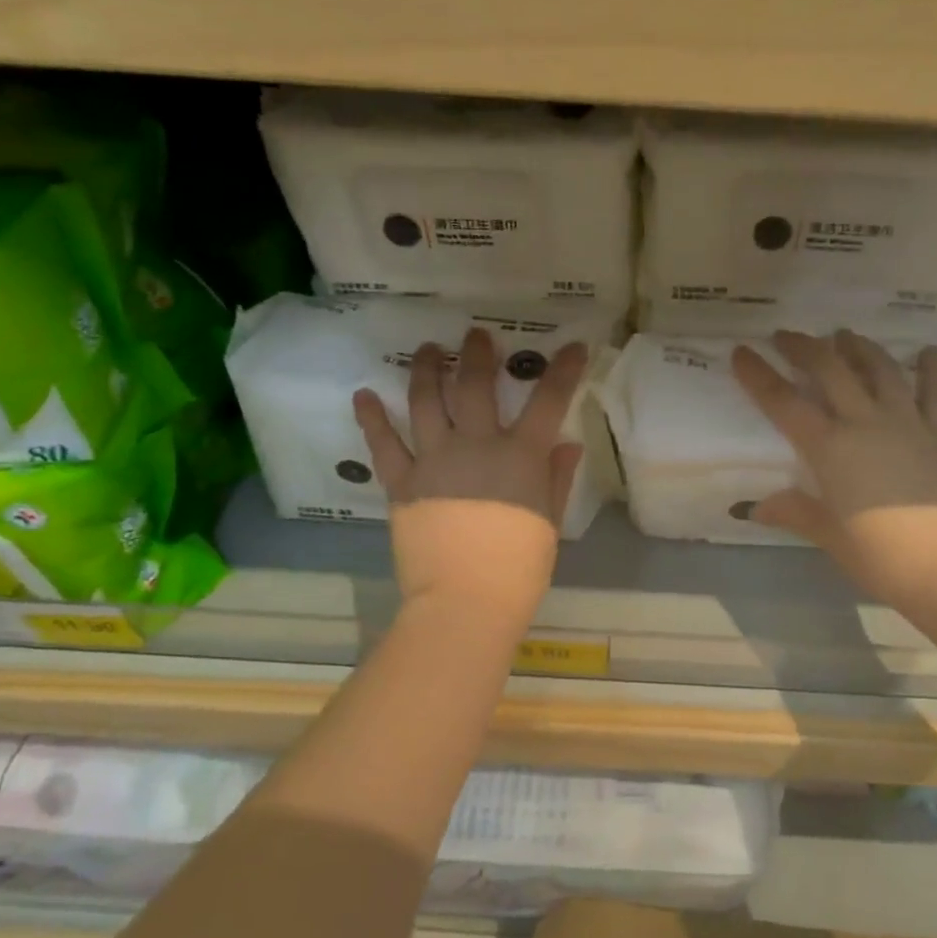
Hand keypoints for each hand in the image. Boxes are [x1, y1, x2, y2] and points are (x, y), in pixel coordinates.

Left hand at [353, 329, 586, 630]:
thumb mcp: (550, 522)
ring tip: (428, 349)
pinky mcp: (402, 484)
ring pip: (427, 402)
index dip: (563, 370)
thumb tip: (567, 443)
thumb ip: (557, 478)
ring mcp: (435, 461)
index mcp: (521, 456)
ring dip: (427, 369)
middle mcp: (477, 446)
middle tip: (476, 335)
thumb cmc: (519, 567)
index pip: (549, 400)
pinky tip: (364, 394)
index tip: (573, 346)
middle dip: (479, 354)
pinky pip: (384, 445)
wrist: (466, 602)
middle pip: (476, 386)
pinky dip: (371, 418)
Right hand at [732, 329, 936, 616]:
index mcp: (830, 449)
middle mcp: (866, 424)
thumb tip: (755, 507)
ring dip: (859, 348)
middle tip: (786, 336)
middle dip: (805, 348)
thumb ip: (795, 512)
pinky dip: (930, 369)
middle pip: (831, 371)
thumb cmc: (882, 556)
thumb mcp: (829, 536)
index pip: (784, 403)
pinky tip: (927, 351)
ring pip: (881, 371)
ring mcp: (909, 424)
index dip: (759, 375)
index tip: (742, 351)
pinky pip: (936, 393)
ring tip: (844, 334)